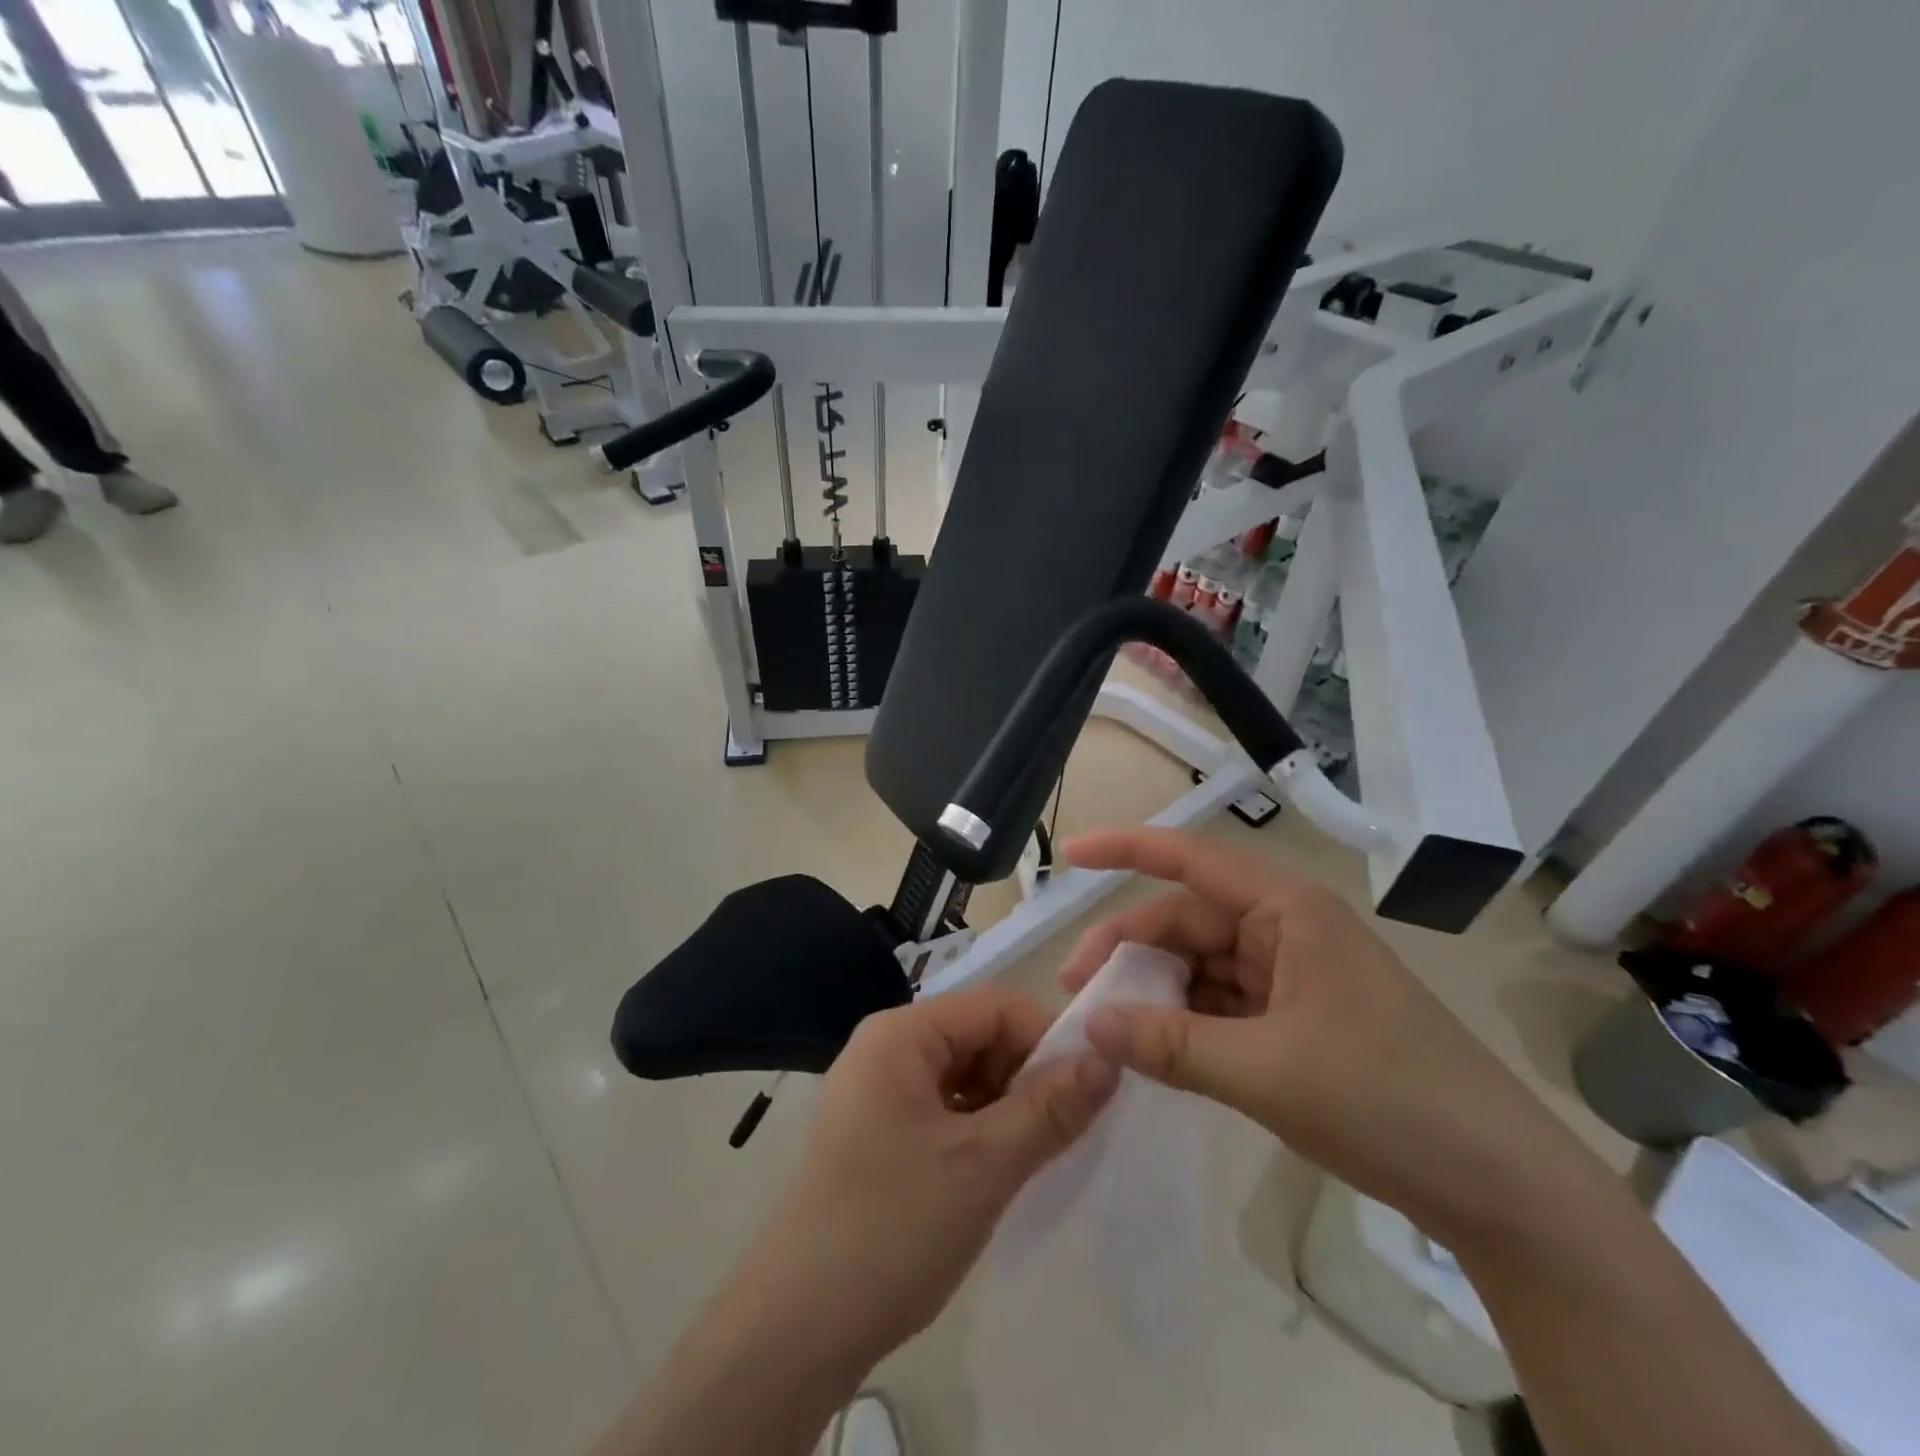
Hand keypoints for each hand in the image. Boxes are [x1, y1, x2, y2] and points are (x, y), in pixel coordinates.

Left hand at [749, 987, 1117, 1364]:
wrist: (796, 1328)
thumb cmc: (892, 1227)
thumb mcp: (983, 1165)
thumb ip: (1049, 1108)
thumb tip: (1107, 1059)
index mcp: (900, 1034)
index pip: (992, 1006)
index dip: (1043, 1039)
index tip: (1082, 1092)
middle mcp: (884, 1049)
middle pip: (976, 1036)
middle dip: (1022, 1076)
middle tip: (1053, 1135)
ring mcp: (875, 1091)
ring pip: (961, 1075)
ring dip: (1001, 1108)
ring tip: (1024, 1159)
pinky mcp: (874, 1132)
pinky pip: (940, 1108)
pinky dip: (974, 1130)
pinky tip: (989, 1174)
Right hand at [1058, 827, 1586, 1246]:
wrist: (1498, 1187)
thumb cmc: (1387, 1099)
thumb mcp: (1266, 1071)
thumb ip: (1170, 1044)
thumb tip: (1090, 1025)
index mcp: (1286, 910)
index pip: (1189, 860)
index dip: (1124, 851)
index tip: (1069, 855)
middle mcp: (1285, 930)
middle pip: (1185, 921)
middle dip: (1129, 950)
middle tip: (1076, 993)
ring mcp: (1291, 976)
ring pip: (1199, 966)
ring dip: (1154, 991)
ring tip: (1109, 1029)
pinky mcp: (1295, 1020)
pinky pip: (1220, 1005)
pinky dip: (1184, 1022)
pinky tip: (1154, 1051)